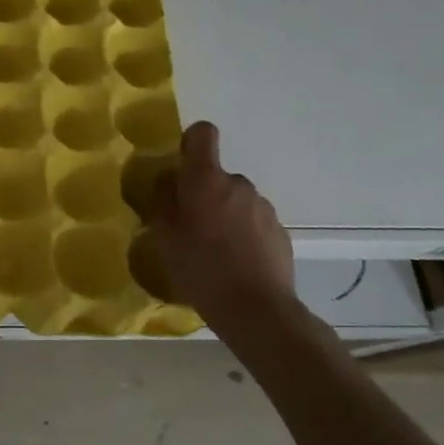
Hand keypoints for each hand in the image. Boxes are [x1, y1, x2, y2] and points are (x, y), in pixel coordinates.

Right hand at [149, 121, 297, 334]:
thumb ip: (163, 199)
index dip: (191, 143)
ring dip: (224, 215)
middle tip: (190, 227)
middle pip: (216, 176)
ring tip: (214, 251)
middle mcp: (238, 184)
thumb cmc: (200, 268)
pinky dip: (243, 234)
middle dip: (204, 194)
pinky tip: (236, 263)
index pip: (203, 134)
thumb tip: (169, 180)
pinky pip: (253, 222)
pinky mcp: (280, 232)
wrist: (256, 309)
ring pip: (236, 200)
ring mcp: (263, 207)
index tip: (182, 166)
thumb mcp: (164, 235)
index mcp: (206, 179)